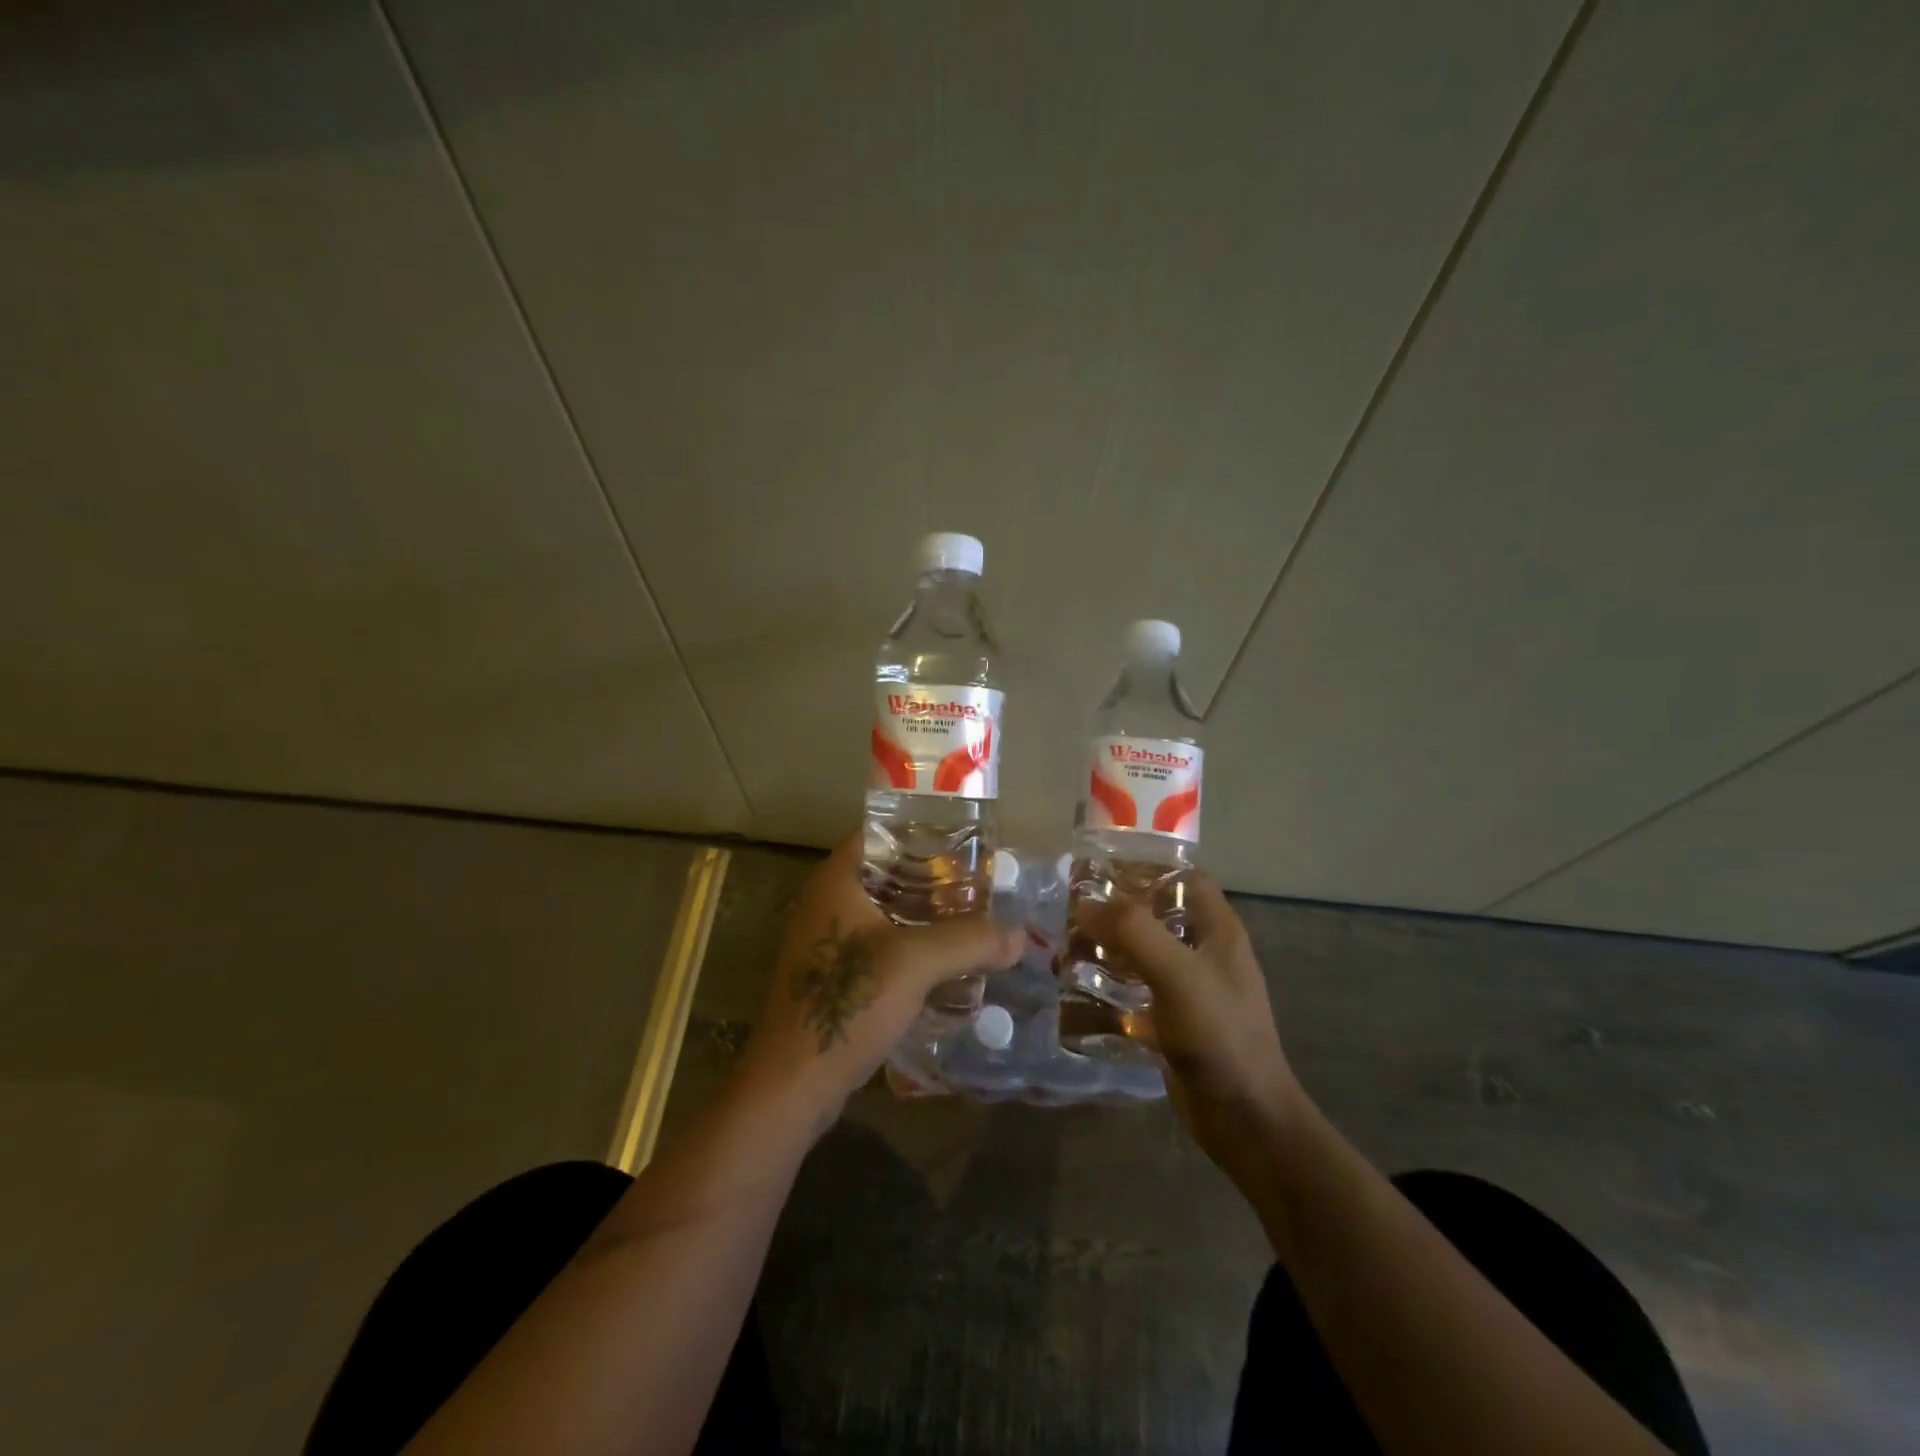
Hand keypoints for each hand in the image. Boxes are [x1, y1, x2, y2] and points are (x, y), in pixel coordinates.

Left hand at [739, 832, 1023, 1130]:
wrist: (795, 1082)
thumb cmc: (848, 1003)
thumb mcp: (915, 963)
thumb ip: (969, 941)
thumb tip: (1019, 935)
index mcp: (836, 881)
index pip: (878, 832)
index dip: (918, 829)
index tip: (962, 836)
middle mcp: (828, 902)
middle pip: (887, 872)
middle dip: (932, 876)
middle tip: (980, 880)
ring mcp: (829, 941)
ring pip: (886, 912)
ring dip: (925, 915)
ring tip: (973, 917)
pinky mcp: (836, 976)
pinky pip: (882, 945)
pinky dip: (913, 945)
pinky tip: (948, 961)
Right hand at [1074, 876, 1308, 1192]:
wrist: (1244, 1118)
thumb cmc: (1219, 1035)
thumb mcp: (1177, 974)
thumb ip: (1133, 931)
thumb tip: (1085, 903)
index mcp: (1218, 930)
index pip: (1184, 877)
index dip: (1146, 867)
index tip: (1100, 869)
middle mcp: (1205, 951)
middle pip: (1157, 913)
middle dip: (1115, 909)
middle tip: (1071, 910)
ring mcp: (1189, 987)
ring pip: (1142, 951)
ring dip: (1107, 946)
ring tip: (1066, 947)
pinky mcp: (1173, 1019)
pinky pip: (1136, 988)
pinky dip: (1108, 983)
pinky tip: (1078, 988)